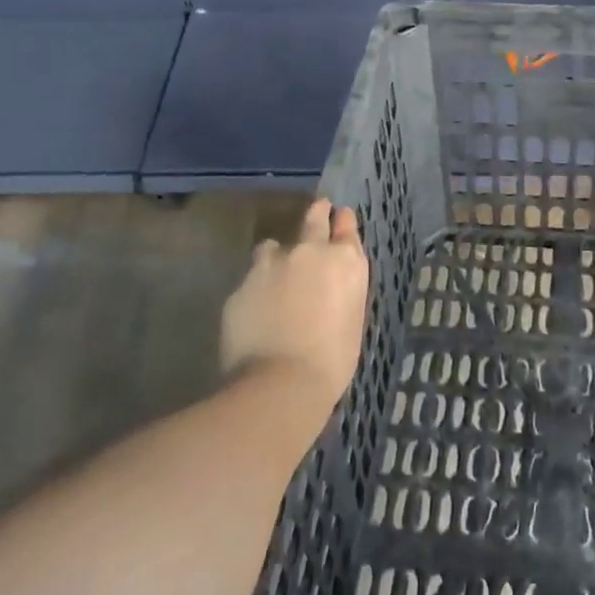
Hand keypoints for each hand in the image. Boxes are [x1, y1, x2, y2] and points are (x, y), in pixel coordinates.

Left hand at [220, 200, 368, 423]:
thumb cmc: (332, 361)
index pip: (346, 226)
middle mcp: (309, 252)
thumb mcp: (352, 319)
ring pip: (273, 246)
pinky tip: (257, 310)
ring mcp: (271, 264)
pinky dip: (256, 287)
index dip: (343, 221)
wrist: (281, 384)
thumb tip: (331, 283)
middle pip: (313, 218)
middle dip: (317, 213)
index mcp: (345, 262)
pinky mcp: (242, 283)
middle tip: (318, 210)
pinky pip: (251, 278)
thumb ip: (342, 290)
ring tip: (276, 275)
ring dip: (278, 256)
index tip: (341, 216)